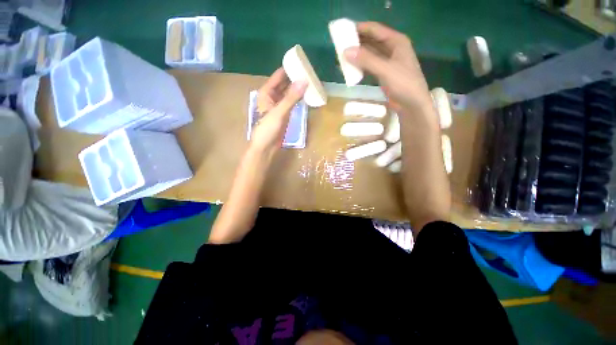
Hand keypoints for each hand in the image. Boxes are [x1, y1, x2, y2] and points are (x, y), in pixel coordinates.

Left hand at [250, 68, 307, 156]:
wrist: (266, 147)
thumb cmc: (267, 129)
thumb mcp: (279, 112)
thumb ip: (291, 97)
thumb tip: (304, 81)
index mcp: (266, 93)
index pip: (279, 76)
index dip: (289, 68)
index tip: (302, 62)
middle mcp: (272, 97)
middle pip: (284, 83)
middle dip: (295, 78)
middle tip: (310, 72)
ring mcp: (278, 106)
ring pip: (289, 93)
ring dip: (298, 89)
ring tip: (311, 82)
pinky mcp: (284, 114)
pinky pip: (292, 103)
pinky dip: (298, 99)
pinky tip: (306, 95)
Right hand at [344, 22, 432, 117]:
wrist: (412, 104)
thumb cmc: (403, 84)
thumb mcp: (385, 69)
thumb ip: (366, 60)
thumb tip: (346, 51)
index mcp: (396, 41)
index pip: (375, 30)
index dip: (360, 28)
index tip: (344, 30)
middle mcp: (392, 48)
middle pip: (372, 41)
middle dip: (357, 42)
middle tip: (340, 44)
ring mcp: (387, 62)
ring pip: (370, 54)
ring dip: (358, 55)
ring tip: (343, 56)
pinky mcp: (383, 73)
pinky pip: (370, 65)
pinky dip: (360, 66)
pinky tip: (351, 67)